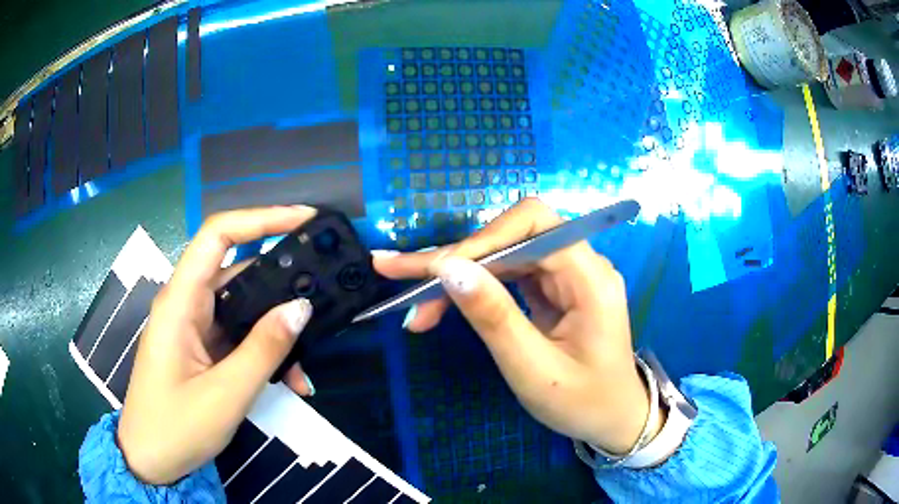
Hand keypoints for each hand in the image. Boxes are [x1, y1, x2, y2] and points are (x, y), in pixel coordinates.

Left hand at [118, 206, 318, 484]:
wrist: (151, 460)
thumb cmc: (176, 427)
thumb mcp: (225, 394)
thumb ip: (264, 349)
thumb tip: (301, 307)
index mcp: (180, 302)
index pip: (218, 235)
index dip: (261, 217)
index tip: (305, 219)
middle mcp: (187, 305)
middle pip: (239, 272)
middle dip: (281, 287)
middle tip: (322, 298)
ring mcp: (195, 328)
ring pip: (244, 311)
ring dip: (277, 334)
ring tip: (305, 368)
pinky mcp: (203, 349)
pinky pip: (240, 339)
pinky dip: (265, 355)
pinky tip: (290, 383)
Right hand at [374, 198, 663, 453]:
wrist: (614, 418)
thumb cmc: (582, 403)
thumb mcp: (534, 370)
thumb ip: (494, 318)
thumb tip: (449, 269)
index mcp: (591, 278)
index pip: (533, 226)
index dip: (479, 240)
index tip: (432, 271)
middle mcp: (582, 264)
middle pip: (513, 236)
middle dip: (457, 257)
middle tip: (399, 275)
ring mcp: (567, 275)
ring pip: (504, 253)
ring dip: (459, 273)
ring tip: (416, 302)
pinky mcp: (554, 288)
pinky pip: (509, 273)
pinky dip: (475, 287)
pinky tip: (445, 302)